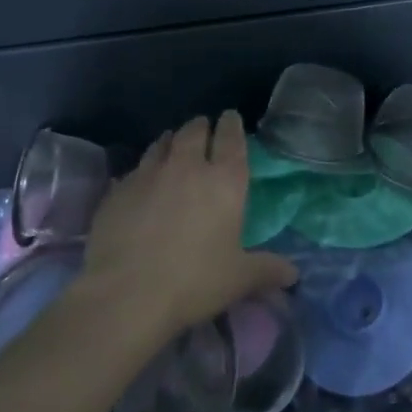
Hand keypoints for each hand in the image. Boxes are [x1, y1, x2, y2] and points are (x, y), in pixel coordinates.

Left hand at [81, 111, 298, 335]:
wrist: (126, 293)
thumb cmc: (194, 281)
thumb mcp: (239, 279)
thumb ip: (267, 270)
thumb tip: (293, 274)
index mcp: (224, 181)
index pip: (231, 138)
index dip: (232, 125)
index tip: (231, 118)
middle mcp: (187, 167)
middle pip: (194, 132)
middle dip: (201, 127)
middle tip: (203, 129)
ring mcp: (148, 174)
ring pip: (161, 143)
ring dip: (170, 141)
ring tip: (172, 144)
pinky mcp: (118, 190)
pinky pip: (133, 170)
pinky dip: (142, 170)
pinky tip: (140, 181)